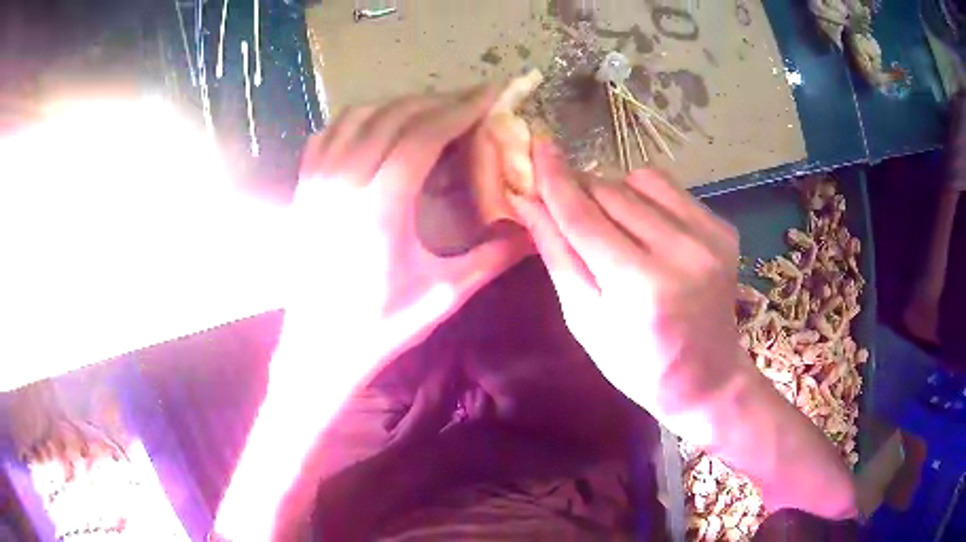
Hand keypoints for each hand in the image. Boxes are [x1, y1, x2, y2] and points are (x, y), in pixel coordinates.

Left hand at [282, 87, 529, 383]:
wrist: (318, 345)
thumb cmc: (379, 326)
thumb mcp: (442, 296)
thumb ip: (491, 258)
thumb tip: (532, 231)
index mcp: (379, 208)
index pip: (423, 136)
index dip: (459, 109)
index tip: (489, 94)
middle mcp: (343, 182)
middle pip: (393, 117)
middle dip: (436, 101)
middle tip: (468, 100)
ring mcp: (316, 182)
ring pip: (358, 117)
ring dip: (398, 105)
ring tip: (430, 110)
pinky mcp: (302, 188)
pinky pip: (329, 133)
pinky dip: (358, 118)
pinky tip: (378, 124)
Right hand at [511, 142, 741, 424]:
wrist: (707, 377)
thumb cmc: (638, 364)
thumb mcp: (586, 321)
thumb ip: (559, 256)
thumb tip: (528, 202)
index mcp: (641, 286)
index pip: (584, 216)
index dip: (555, 178)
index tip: (536, 145)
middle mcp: (681, 251)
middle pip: (611, 191)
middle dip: (581, 190)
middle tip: (567, 206)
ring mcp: (709, 236)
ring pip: (642, 179)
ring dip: (615, 191)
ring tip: (613, 224)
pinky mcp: (722, 228)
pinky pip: (671, 189)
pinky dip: (646, 198)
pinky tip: (646, 227)